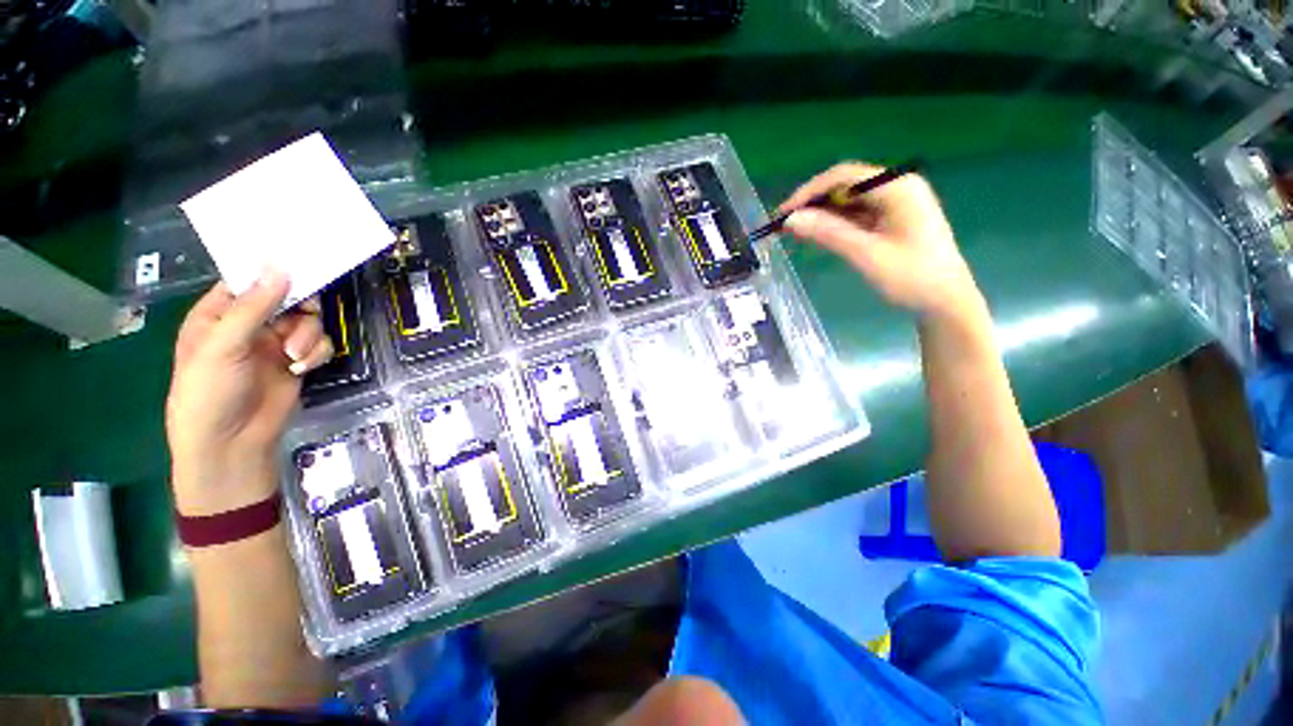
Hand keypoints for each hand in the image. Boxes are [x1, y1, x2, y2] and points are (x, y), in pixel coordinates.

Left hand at [166, 270, 332, 515]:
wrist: (232, 443)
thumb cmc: (209, 392)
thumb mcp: (223, 346)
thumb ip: (253, 307)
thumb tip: (280, 267)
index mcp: (219, 315)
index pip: (248, 280)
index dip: (271, 271)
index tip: (300, 263)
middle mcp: (249, 325)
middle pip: (287, 297)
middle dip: (298, 307)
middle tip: (304, 313)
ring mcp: (275, 344)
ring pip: (308, 321)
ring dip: (308, 335)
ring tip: (294, 355)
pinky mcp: (297, 361)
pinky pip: (320, 344)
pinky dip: (316, 352)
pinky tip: (302, 365)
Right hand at [780, 163, 981, 319]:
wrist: (946, 302)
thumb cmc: (911, 278)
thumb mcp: (866, 254)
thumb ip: (829, 233)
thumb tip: (791, 220)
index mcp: (897, 187)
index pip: (843, 177)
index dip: (808, 193)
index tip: (782, 214)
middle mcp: (896, 187)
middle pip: (844, 185)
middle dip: (812, 203)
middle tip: (784, 226)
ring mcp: (895, 202)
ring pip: (847, 201)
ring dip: (821, 214)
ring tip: (794, 232)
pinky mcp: (891, 218)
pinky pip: (856, 214)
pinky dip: (834, 224)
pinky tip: (816, 234)